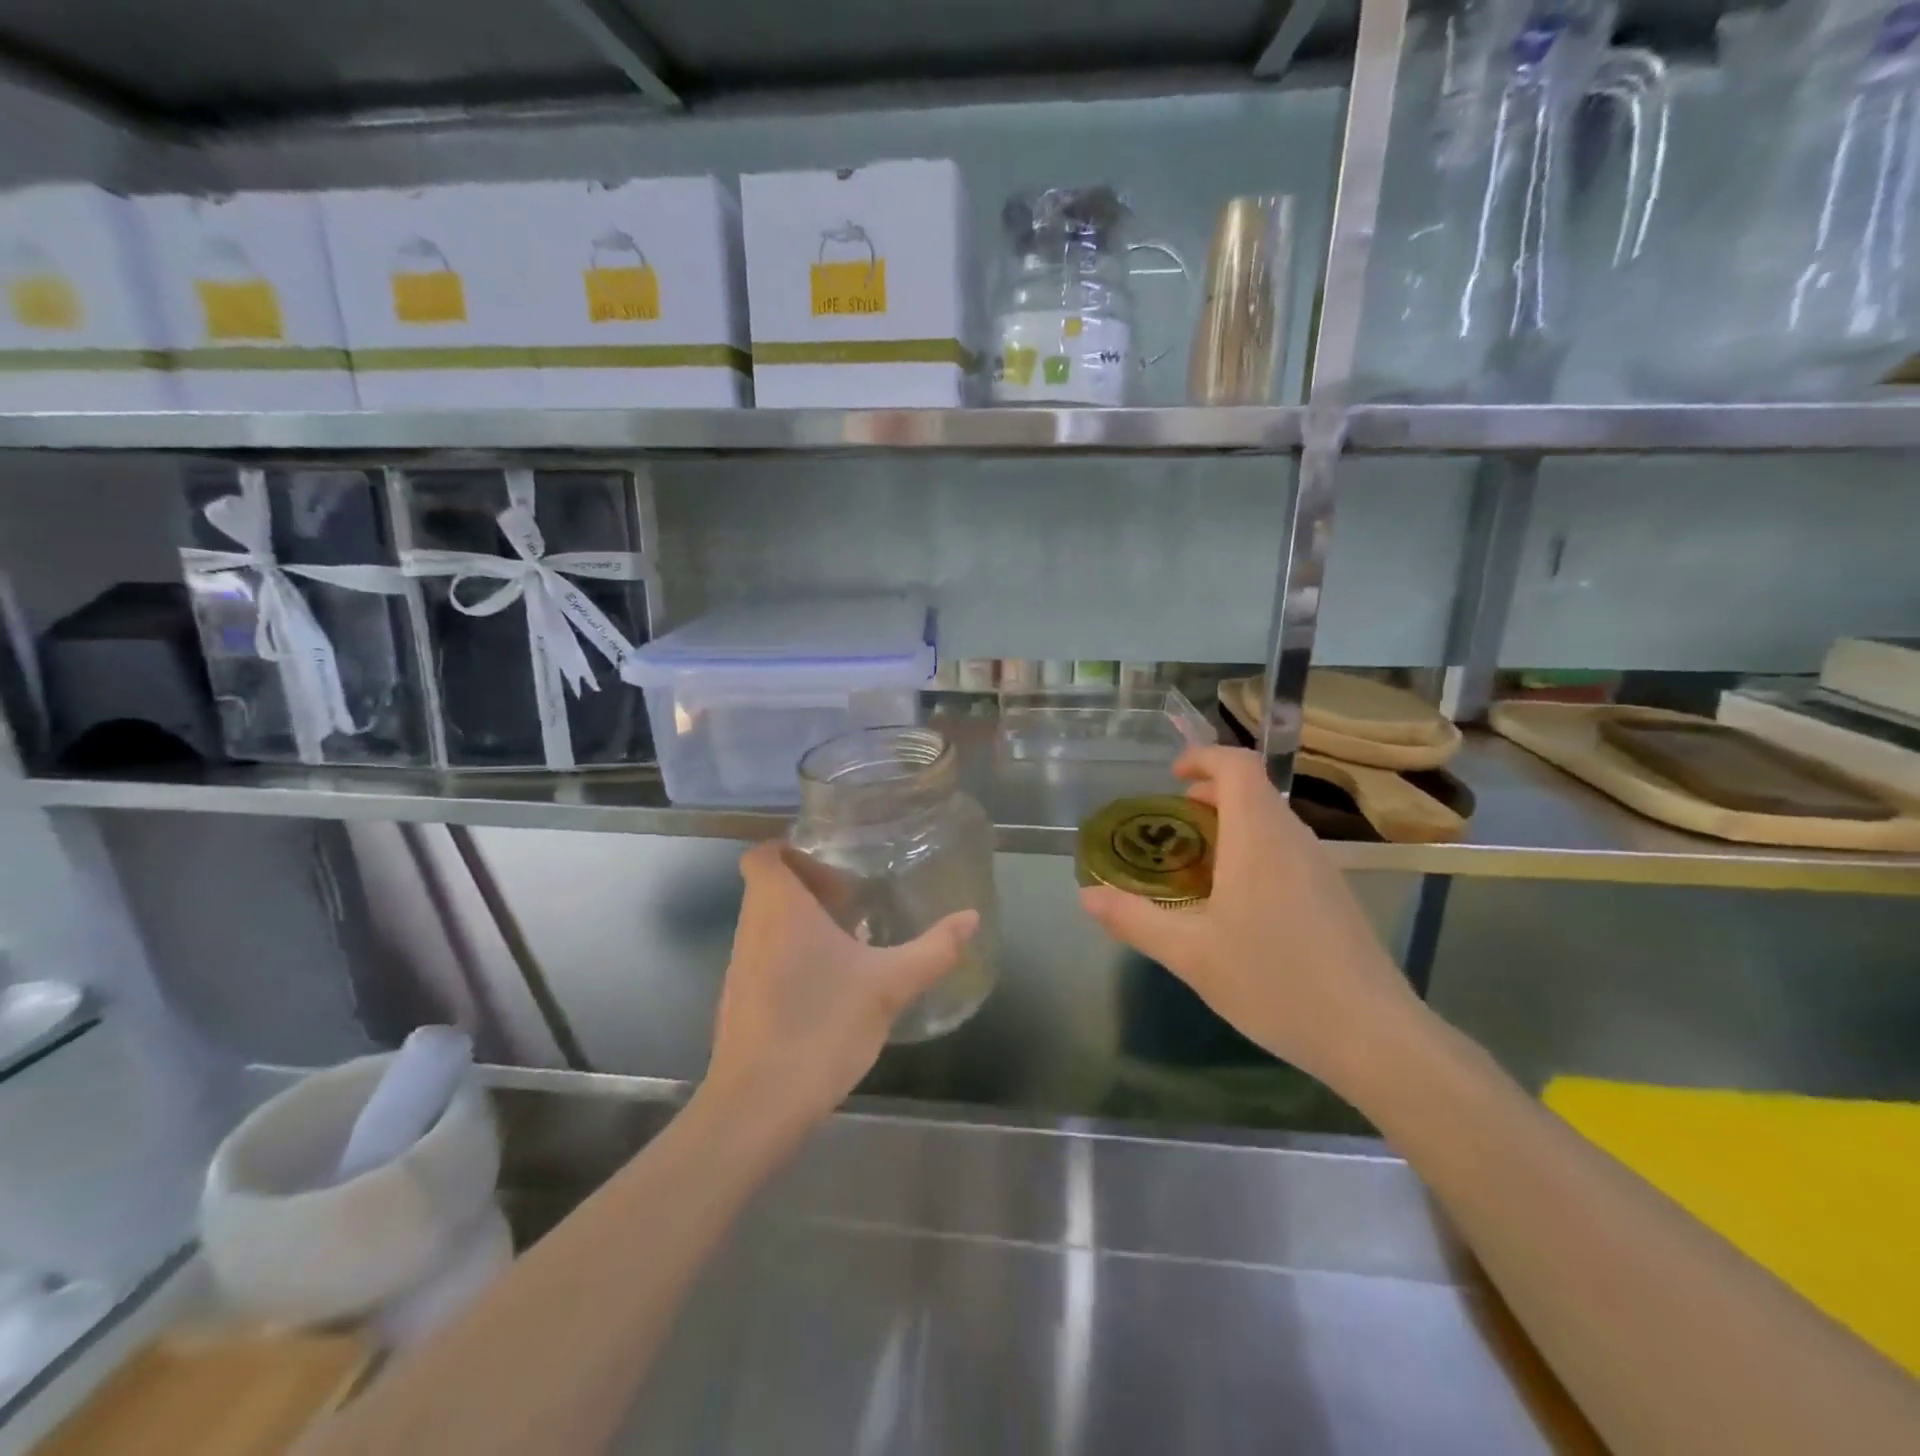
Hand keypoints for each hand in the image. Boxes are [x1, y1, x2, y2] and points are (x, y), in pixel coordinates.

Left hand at [704, 841, 978, 1136]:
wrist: (759, 1105)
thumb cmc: (821, 1025)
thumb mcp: (889, 985)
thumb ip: (933, 949)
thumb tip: (971, 918)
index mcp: (779, 908)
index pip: (763, 854)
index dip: (793, 849)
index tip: (834, 864)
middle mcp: (752, 929)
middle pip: (769, 887)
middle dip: (810, 886)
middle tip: (854, 899)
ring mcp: (740, 967)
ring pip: (767, 924)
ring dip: (803, 922)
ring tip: (850, 939)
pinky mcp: (739, 1001)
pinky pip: (765, 956)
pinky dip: (793, 954)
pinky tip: (831, 984)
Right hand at [1079, 745, 1422, 1089]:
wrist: (1372, 1036)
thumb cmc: (1274, 981)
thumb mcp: (1190, 954)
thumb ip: (1134, 919)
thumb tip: (1087, 897)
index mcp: (1258, 837)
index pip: (1237, 765)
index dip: (1203, 758)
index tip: (1171, 778)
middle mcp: (1293, 839)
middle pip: (1252, 791)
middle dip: (1207, 796)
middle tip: (1171, 829)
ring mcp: (1320, 866)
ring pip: (1270, 822)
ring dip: (1230, 826)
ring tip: (1196, 868)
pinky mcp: (1334, 894)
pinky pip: (1286, 850)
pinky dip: (1253, 852)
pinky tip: (1236, 904)